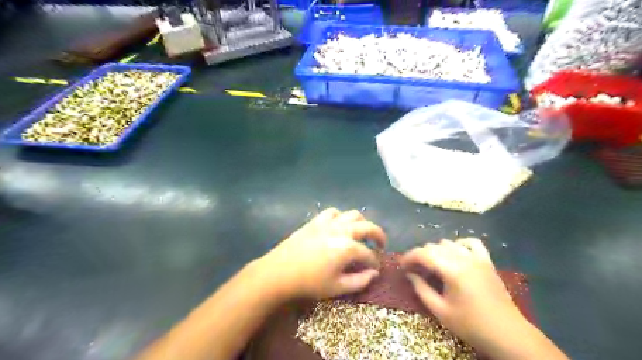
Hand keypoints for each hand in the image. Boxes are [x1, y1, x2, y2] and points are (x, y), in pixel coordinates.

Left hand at [258, 208, 388, 299]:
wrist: (279, 272)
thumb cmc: (309, 283)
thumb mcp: (337, 288)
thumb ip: (360, 281)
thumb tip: (374, 273)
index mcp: (347, 247)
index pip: (368, 253)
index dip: (375, 261)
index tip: (375, 268)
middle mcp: (341, 230)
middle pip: (367, 226)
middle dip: (378, 235)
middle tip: (380, 244)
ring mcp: (327, 223)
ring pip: (352, 214)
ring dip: (361, 223)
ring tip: (360, 233)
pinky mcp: (315, 221)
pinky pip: (332, 212)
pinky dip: (341, 217)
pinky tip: (339, 226)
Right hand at [400, 237, 525, 352]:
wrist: (507, 334)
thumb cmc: (471, 325)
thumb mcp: (440, 311)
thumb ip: (422, 289)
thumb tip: (410, 274)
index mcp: (452, 270)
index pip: (423, 254)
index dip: (409, 257)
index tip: (402, 266)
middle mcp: (464, 258)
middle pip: (434, 247)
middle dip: (420, 256)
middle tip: (415, 271)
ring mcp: (477, 258)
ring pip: (449, 243)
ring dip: (436, 251)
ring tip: (433, 266)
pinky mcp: (487, 261)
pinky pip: (471, 243)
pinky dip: (459, 244)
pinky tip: (455, 255)